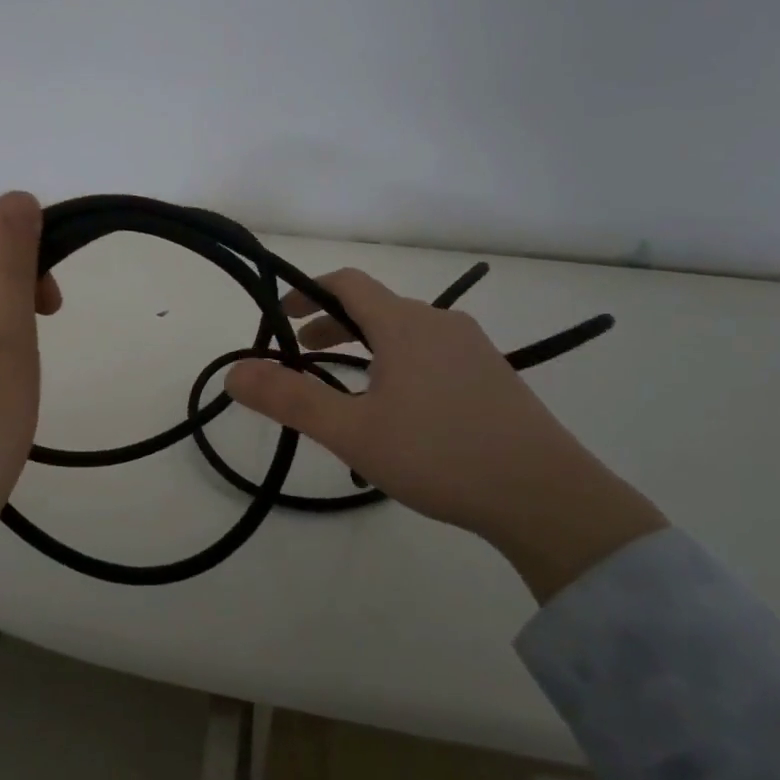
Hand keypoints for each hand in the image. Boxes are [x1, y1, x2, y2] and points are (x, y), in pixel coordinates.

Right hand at [225, 268, 666, 601]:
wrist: (545, 496)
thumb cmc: (439, 455)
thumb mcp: (353, 432)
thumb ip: (291, 399)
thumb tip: (234, 372)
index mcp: (405, 324)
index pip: (347, 283)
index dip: (307, 292)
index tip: (279, 317)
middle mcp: (440, 323)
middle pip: (374, 307)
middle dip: (331, 326)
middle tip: (301, 357)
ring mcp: (473, 349)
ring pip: (404, 332)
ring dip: (365, 347)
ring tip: (345, 390)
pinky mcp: (494, 376)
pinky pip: (432, 354)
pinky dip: (398, 363)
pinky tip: (400, 411)